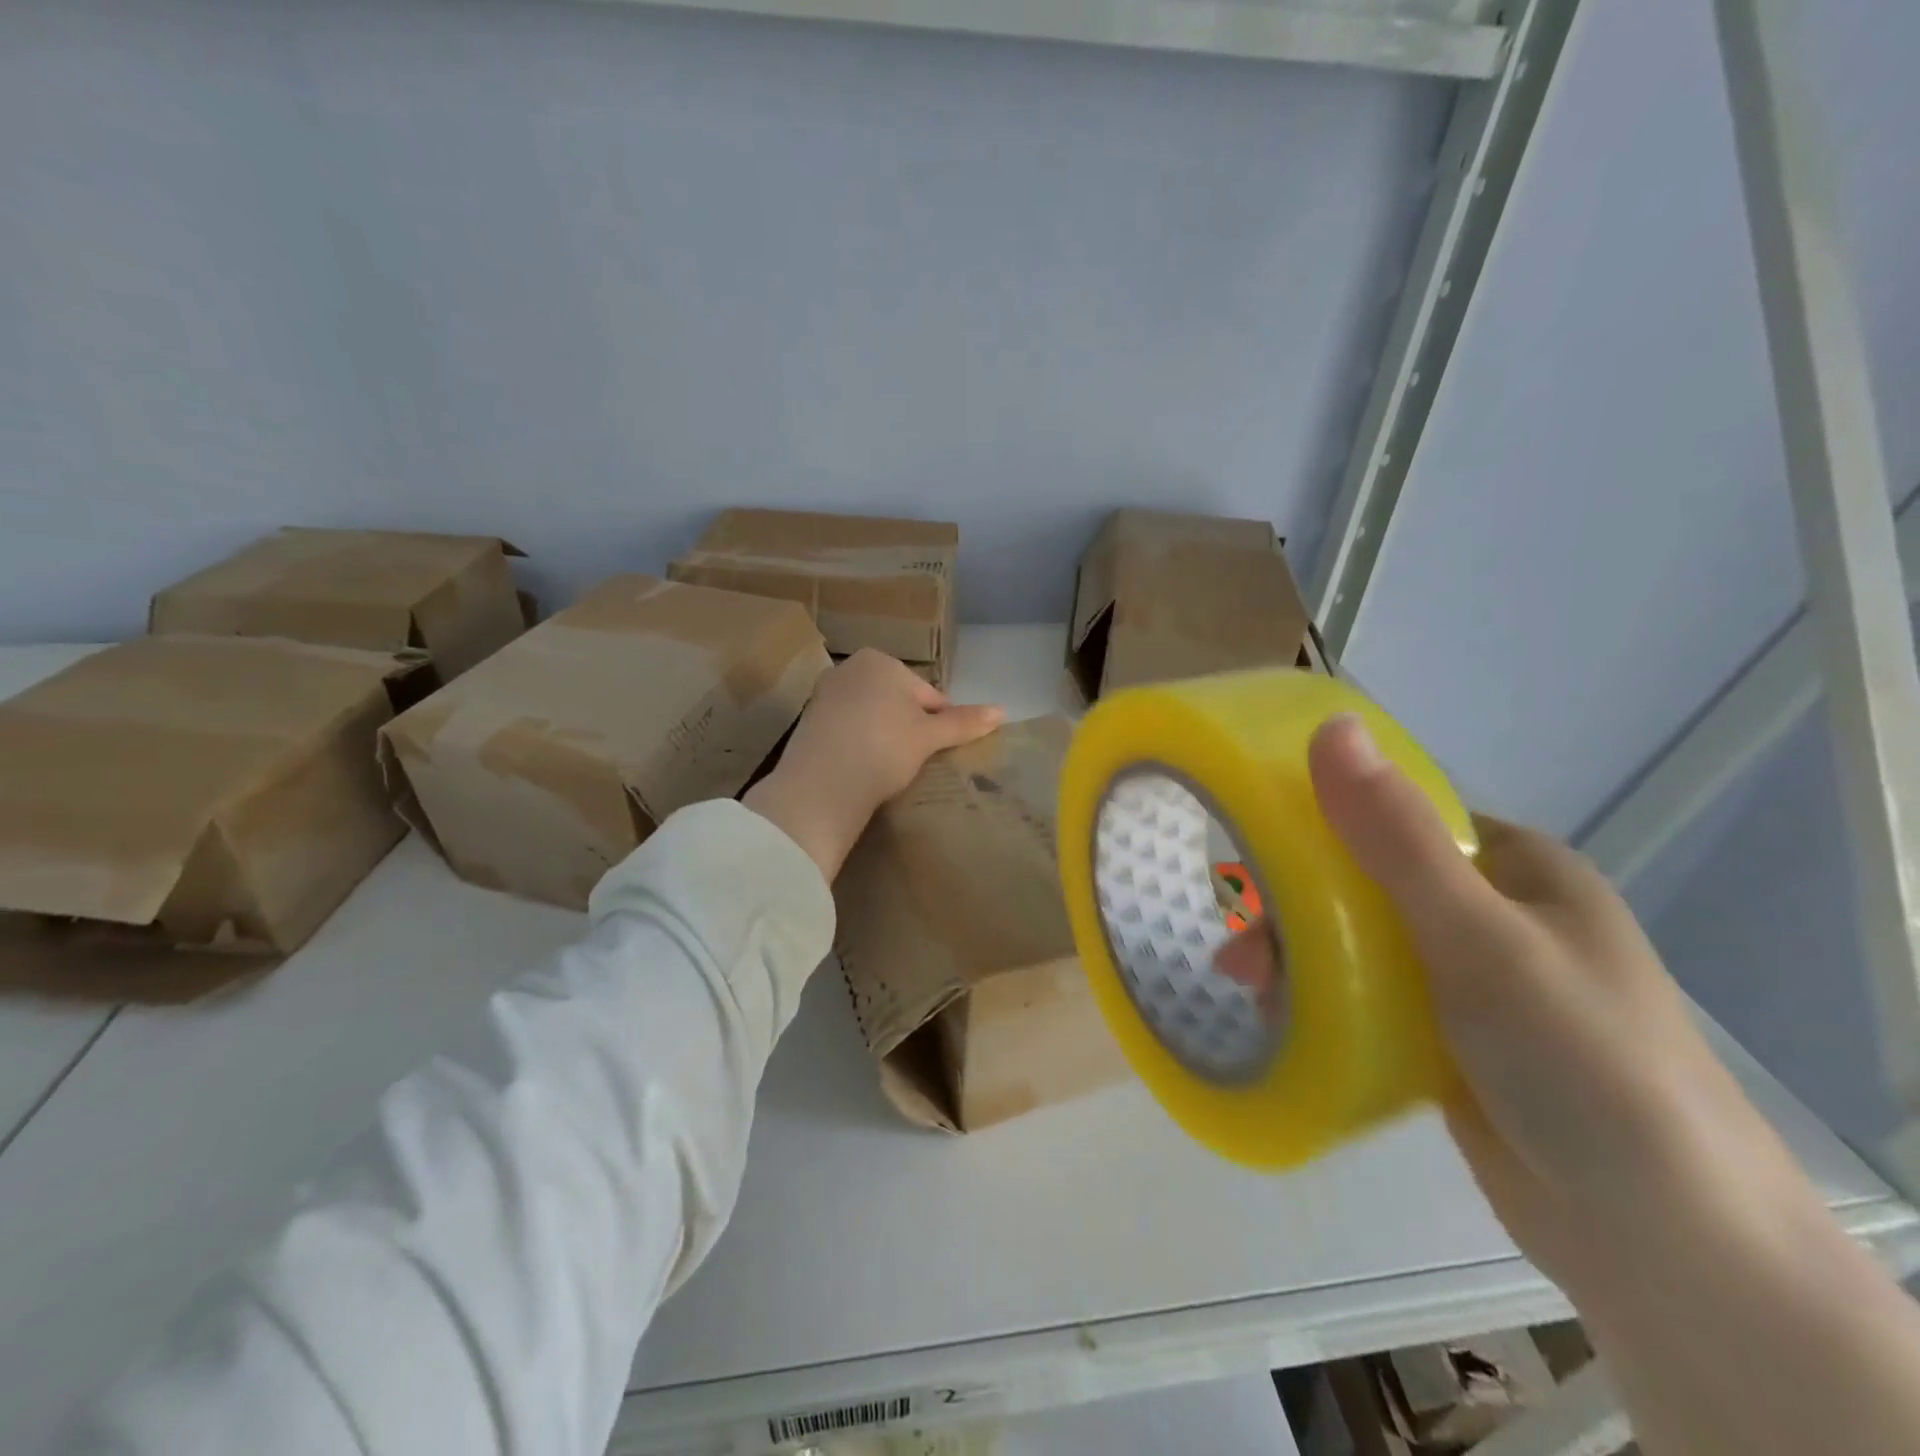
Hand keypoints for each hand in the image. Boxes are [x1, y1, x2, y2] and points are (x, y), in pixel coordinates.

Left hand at [743, 650, 1003, 881]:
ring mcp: (824, 695)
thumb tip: (1003, 710)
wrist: (822, 783)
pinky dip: (859, 745)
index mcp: (880, 660)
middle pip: (896, 701)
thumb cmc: (884, 747)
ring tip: (890, 768)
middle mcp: (848, 668)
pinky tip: (864, 768)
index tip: (937, 749)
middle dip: (908, 726)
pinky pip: (847, 730)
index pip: (926, 693)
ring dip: (884, 736)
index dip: (939, 722)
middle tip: (914, 760)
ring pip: (871, 716)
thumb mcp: (929, 736)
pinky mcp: (808, 723)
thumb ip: (964, 721)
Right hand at [1222, 714, 1817, 1298]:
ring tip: (1251, 992)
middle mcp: (1493, 913)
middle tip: (1244, 949)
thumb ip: (1396, 837)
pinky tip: (1285, 1019)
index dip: (1321, 822)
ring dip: (1299, 958)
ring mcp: (1470, 980)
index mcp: (1515, 867)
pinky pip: (1367, 997)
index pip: (1399, 814)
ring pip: (1358, 942)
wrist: (1660, 1244)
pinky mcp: (1449, 1040)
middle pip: (1364, 883)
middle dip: (1295, 910)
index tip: (1255, 849)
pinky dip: (1323, 1000)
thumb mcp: (1479, 937)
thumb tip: (1330, 729)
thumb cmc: (1579, 1061)